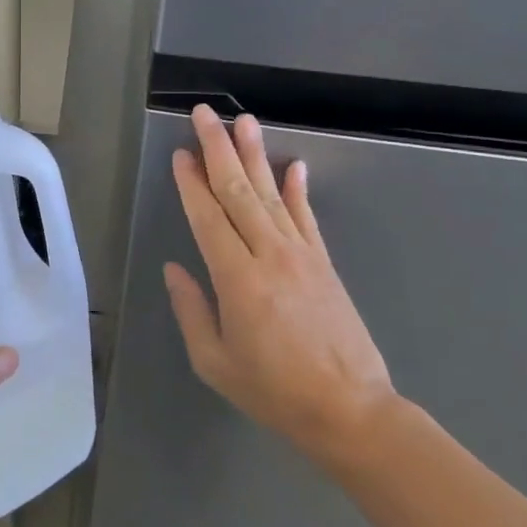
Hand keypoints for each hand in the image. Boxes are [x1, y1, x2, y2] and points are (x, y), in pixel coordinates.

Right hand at [165, 105, 396, 468]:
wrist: (352, 412)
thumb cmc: (275, 392)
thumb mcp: (215, 362)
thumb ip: (191, 310)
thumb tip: (174, 268)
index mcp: (238, 280)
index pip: (208, 218)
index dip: (191, 183)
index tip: (179, 154)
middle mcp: (270, 256)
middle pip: (239, 191)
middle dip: (218, 149)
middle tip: (205, 114)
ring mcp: (302, 256)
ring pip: (273, 194)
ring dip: (255, 155)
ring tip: (244, 121)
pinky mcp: (325, 263)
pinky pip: (308, 218)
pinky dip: (299, 189)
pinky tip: (293, 164)